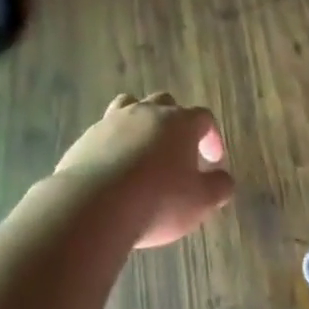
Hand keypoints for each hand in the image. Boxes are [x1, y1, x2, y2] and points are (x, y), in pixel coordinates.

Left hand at [55, 93, 234, 248]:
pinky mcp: (85, 139)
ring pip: (130, 108)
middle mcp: (145, 113)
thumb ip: (218, 187)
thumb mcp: (200, 202)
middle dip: (175, 123)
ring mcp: (111, 122)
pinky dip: (113, 144)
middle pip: (165, 103)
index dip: (212, 137)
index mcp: (179, 122)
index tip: (213, 160)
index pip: (203, 118)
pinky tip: (113, 169)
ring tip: (142, 149)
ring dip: (140, 124)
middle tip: (178, 151)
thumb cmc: (158, 201)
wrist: (93, 205)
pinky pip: (104, 133)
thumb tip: (224, 179)